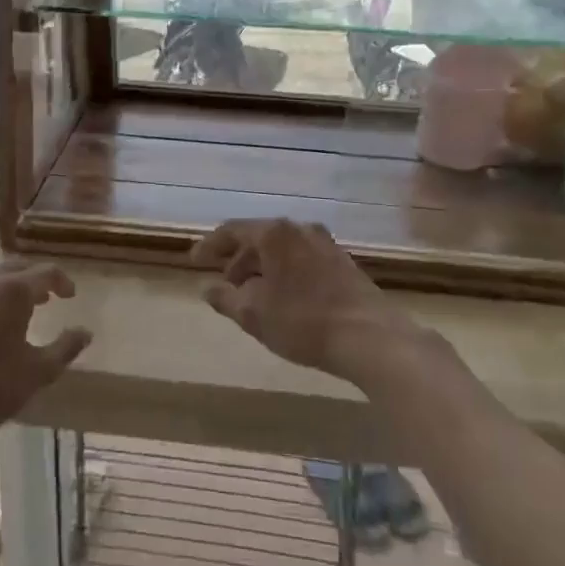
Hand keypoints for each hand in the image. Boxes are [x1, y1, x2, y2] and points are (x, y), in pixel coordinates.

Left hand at [0, 261, 90, 455]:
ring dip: (2, 293)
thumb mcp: (37, 373)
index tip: (69, 295)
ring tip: (11, 315)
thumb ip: (65, 348)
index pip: (45, 272)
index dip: (62, 281)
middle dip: (32, 280)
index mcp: (10, 292)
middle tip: (44, 298)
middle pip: (13, 269)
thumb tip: (85, 332)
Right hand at [191, 220, 416, 384]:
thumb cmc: (303, 321)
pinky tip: (285, 298)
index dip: (210, 245)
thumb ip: (225, 298)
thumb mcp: (253, 315)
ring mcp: (326, 244)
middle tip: (226, 284)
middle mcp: (300, 229)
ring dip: (263, 267)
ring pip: (283, 249)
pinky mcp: (344, 262)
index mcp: (275, 233)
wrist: (370, 336)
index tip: (194, 261)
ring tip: (254, 296)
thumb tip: (207, 288)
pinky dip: (285, 272)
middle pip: (260, 237)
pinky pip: (302, 259)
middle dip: (239, 259)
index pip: (233, 229)